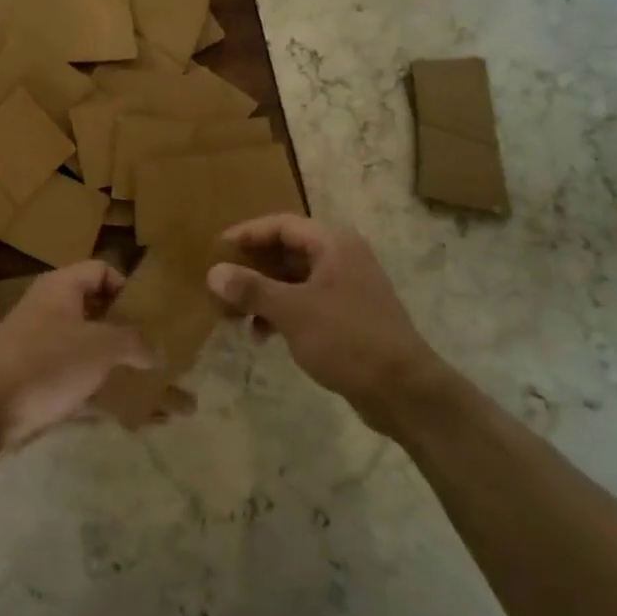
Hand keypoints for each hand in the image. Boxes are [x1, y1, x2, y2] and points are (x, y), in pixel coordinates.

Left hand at [0, 261, 155, 448]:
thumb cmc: (45, 363)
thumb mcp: (99, 347)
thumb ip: (133, 342)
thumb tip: (156, 351)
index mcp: (61, 288)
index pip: (101, 270)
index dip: (126, 287)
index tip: (148, 315)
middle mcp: (49, 310)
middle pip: (96, 311)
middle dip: (127, 331)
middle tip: (155, 349)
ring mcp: (40, 347)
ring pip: (89, 350)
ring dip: (118, 366)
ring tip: (149, 386)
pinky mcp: (36, 381)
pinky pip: (78, 382)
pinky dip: (102, 393)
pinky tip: (129, 416)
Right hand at [208, 216, 440, 429]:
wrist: (403, 390)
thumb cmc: (347, 338)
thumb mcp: (293, 311)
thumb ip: (251, 289)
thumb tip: (213, 273)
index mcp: (333, 244)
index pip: (282, 225)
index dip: (247, 234)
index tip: (216, 248)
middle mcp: (341, 257)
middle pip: (287, 251)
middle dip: (252, 267)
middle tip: (220, 282)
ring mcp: (346, 287)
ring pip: (294, 279)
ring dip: (263, 293)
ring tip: (233, 314)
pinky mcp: (347, 316)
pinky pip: (305, 302)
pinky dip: (281, 312)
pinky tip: (261, 335)